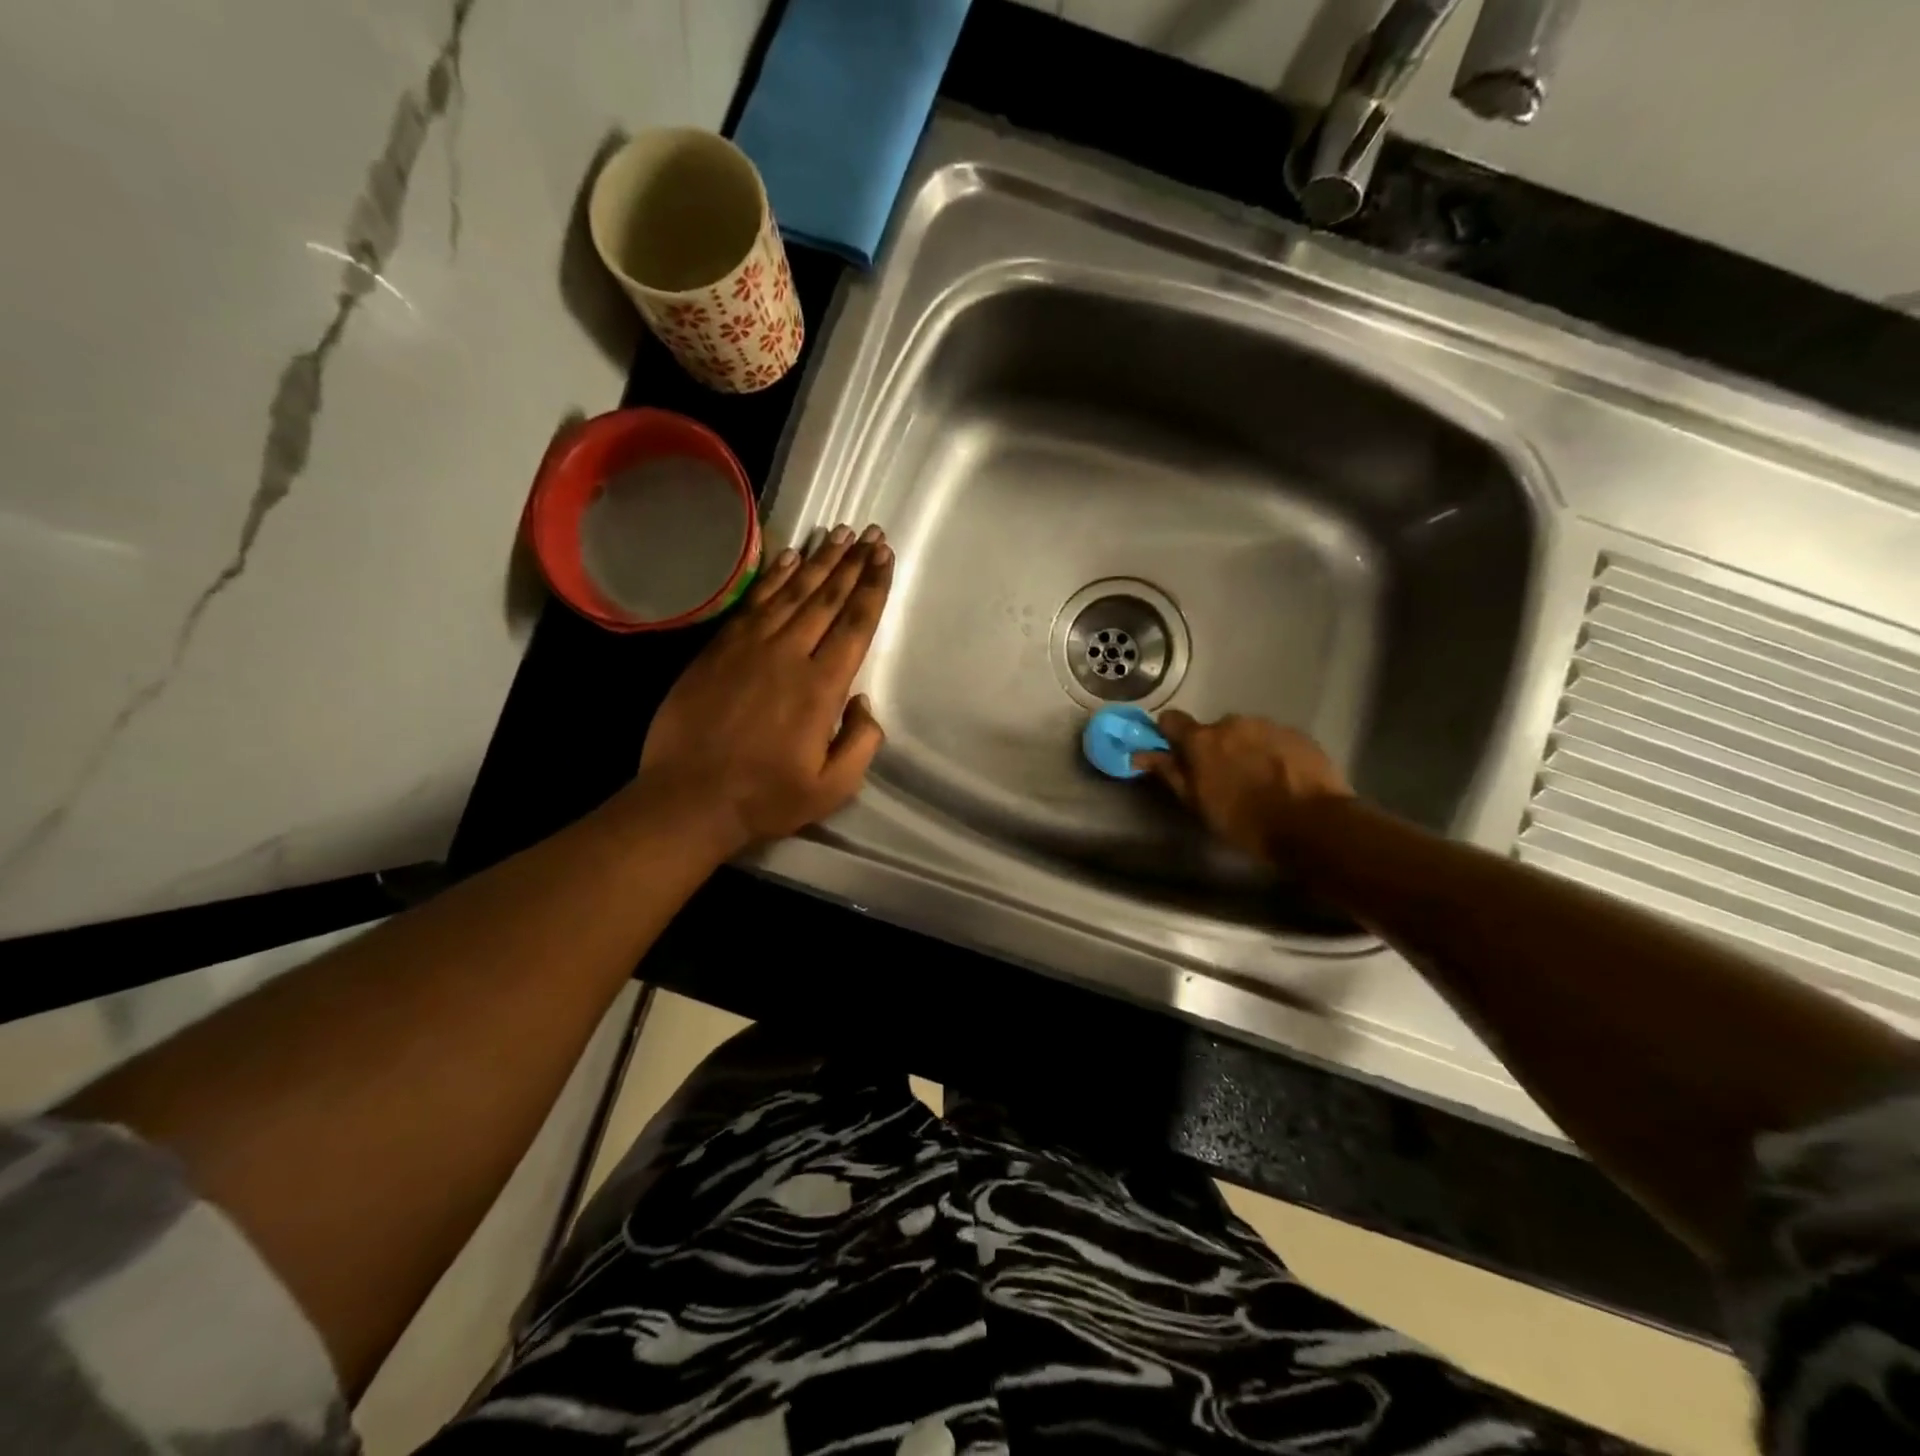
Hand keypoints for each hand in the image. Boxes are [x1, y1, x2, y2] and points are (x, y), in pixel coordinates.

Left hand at [630, 525, 893, 854]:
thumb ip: (861, 743)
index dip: (873, 588)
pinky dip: (774, 577)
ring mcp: (748, 647)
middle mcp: (788, 655)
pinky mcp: (718, 649)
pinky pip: (753, 602)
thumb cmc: (766, 797)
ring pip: (791, 592)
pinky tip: (790, 558)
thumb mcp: (832, 787)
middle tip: (871, 535)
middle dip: (853, 564)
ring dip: (819, 561)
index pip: (855, 625)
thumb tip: (863, 703)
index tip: (885, 557)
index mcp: (821, 688)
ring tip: (840, 534)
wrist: (689, 798)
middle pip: (827, 598)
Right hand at [1134, 710, 1351, 864]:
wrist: (1313, 825)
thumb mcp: (1198, 804)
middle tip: (1224, 778)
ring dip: (1245, 750)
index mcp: (1202, 740)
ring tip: (1258, 780)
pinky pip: (1275, 740)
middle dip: (1215, 748)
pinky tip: (1283, 779)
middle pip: (1214, 729)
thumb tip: (1140, 754)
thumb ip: (1170, 773)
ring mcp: (1268, 725)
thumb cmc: (1245, 820)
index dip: (1170, 735)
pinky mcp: (1298, 734)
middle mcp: (1232, 723)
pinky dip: (1273, 754)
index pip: (1171, 720)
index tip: (1175, 753)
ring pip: (1246, 733)